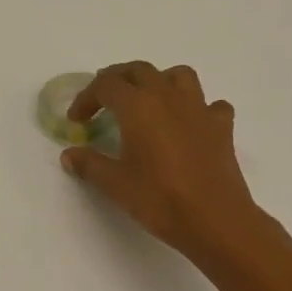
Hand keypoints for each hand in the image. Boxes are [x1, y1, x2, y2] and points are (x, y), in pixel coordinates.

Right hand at [61, 62, 265, 267]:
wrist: (214, 220)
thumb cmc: (159, 199)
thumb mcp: (115, 184)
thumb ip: (90, 164)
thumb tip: (69, 155)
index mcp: (138, 106)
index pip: (105, 85)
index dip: (86, 98)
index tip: (76, 120)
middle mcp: (168, 97)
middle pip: (139, 70)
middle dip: (117, 80)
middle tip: (104, 101)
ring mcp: (199, 109)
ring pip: (178, 76)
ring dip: (159, 81)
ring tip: (148, 102)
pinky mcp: (221, 127)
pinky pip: (210, 105)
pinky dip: (196, 108)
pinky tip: (189, 125)